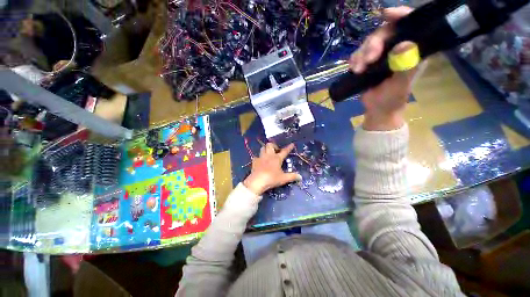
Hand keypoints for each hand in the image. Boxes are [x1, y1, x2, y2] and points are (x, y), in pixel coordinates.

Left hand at [243, 143, 300, 194]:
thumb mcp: (283, 179)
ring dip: (266, 149)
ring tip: (268, 154)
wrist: (257, 181)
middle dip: (273, 145)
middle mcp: (269, 155)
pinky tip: (260, 161)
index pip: (284, 151)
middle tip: (276, 151)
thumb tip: (300, 177)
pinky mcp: (254, 161)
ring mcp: (261, 158)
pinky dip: (259, 158)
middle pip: (270, 145)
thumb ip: (292, 176)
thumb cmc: (271, 179)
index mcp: (277, 158)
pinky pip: (256, 156)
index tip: (292, 144)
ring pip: (262, 148)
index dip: (289, 147)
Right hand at [349, 6, 421, 130]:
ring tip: (358, 70)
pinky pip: (358, 54)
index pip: (408, 25)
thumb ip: (405, 66)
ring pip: (368, 43)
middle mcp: (396, 49)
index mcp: (411, 50)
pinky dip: (354, 60)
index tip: (386, 14)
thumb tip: (403, 45)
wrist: (377, 109)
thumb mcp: (401, 84)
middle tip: (368, 59)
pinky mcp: (367, 63)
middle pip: (383, 33)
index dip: (399, 15)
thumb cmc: (393, 98)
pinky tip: (354, 69)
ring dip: (361, 55)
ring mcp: (380, 56)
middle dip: (373, 44)